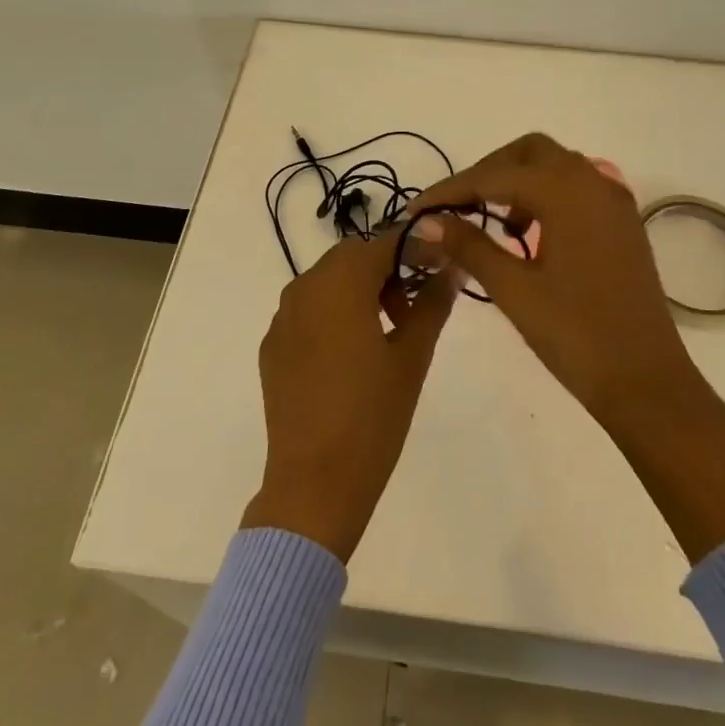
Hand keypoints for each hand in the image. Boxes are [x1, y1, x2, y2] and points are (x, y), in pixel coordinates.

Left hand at [240, 231, 458, 562]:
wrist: (314, 483)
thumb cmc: (373, 416)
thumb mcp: (413, 357)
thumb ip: (433, 303)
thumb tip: (451, 269)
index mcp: (340, 284)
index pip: (384, 242)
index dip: (416, 245)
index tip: (443, 263)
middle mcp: (304, 288)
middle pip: (352, 257)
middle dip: (387, 268)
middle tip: (414, 306)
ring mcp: (282, 318)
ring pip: (328, 281)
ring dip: (360, 289)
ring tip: (388, 332)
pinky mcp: (273, 346)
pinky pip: (308, 310)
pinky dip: (334, 313)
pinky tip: (351, 354)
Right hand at [409, 134, 724, 559]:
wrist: (646, 381)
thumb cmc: (576, 335)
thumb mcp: (513, 289)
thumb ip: (468, 245)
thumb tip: (426, 221)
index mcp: (567, 191)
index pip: (494, 176)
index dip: (450, 190)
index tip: (416, 210)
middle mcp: (593, 182)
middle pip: (529, 153)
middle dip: (488, 172)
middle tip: (457, 208)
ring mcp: (614, 202)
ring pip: (556, 167)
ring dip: (519, 182)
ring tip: (492, 224)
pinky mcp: (623, 224)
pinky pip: (578, 188)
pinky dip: (547, 196)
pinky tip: (530, 234)